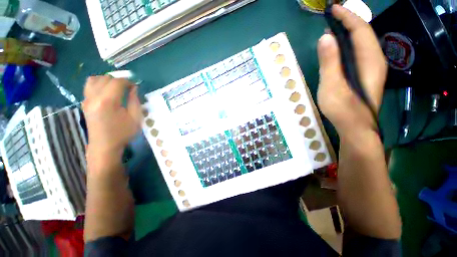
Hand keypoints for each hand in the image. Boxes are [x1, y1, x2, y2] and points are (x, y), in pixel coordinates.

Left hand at [83, 76, 140, 166]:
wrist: (104, 146)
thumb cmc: (122, 133)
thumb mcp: (135, 118)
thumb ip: (135, 101)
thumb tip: (134, 88)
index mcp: (108, 102)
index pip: (117, 82)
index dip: (128, 82)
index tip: (135, 86)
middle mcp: (94, 97)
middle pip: (106, 79)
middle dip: (119, 81)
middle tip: (128, 89)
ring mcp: (87, 100)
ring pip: (95, 79)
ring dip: (107, 81)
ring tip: (116, 88)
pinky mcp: (84, 103)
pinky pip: (89, 86)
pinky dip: (98, 84)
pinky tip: (106, 92)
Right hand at [317, 5, 386, 135]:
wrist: (355, 127)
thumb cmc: (343, 108)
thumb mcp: (332, 85)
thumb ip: (329, 62)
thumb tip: (325, 37)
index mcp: (369, 60)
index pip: (360, 29)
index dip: (347, 16)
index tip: (333, 9)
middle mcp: (375, 60)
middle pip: (364, 33)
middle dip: (349, 21)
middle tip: (331, 17)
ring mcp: (372, 68)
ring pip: (363, 43)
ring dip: (349, 32)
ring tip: (333, 29)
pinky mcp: (366, 75)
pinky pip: (359, 53)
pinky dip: (349, 45)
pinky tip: (339, 48)